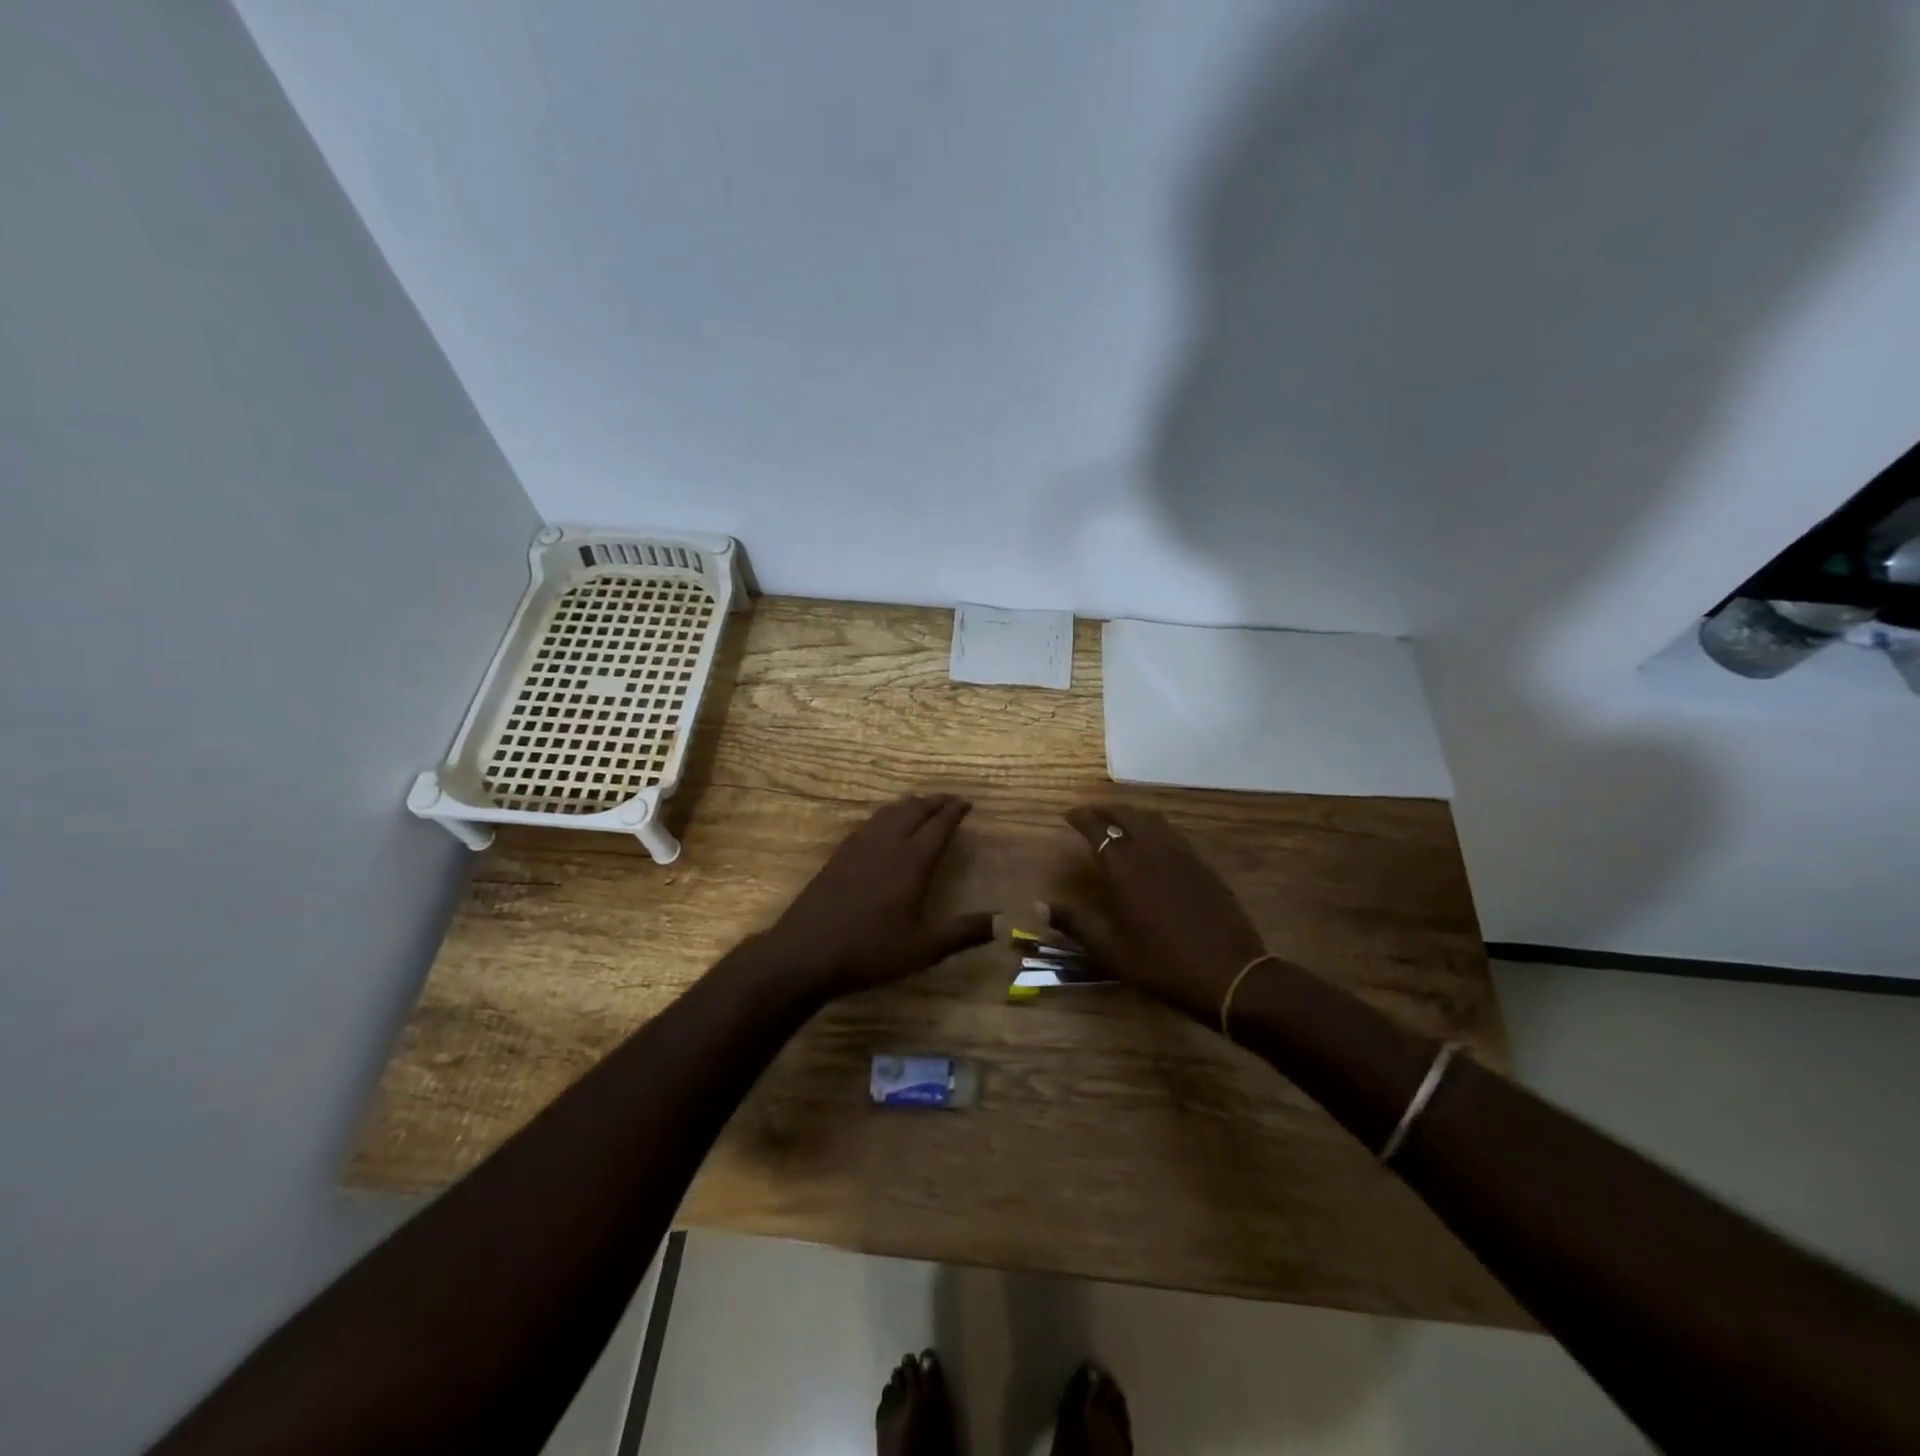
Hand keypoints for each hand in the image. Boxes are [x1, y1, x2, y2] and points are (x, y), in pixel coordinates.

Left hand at [758, 794, 992, 1000]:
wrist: (806, 952)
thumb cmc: (870, 951)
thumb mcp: (922, 949)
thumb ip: (962, 933)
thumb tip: (999, 922)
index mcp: (912, 862)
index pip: (939, 825)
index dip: (954, 812)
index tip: (967, 803)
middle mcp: (887, 844)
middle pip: (914, 810)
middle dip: (935, 802)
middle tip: (950, 800)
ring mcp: (859, 846)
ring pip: (889, 812)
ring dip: (910, 805)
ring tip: (922, 806)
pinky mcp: (839, 854)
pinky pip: (870, 823)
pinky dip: (886, 815)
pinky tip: (884, 825)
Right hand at [1055, 804, 1268, 1023]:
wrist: (1229, 974)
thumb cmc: (1162, 964)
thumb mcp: (1111, 951)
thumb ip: (1075, 923)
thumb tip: (1040, 905)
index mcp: (1126, 868)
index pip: (1098, 827)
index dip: (1081, 817)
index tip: (1068, 815)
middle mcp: (1153, 851)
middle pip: (1127, 814)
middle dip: (1105, 809)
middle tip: (1090, 814)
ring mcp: (1183, 855)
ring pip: (1153, 820)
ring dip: (1131, 814)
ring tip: (1118, 821)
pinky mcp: (1203, 865)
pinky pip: (1172, 834)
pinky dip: (1154, 828)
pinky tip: (1152, 844)